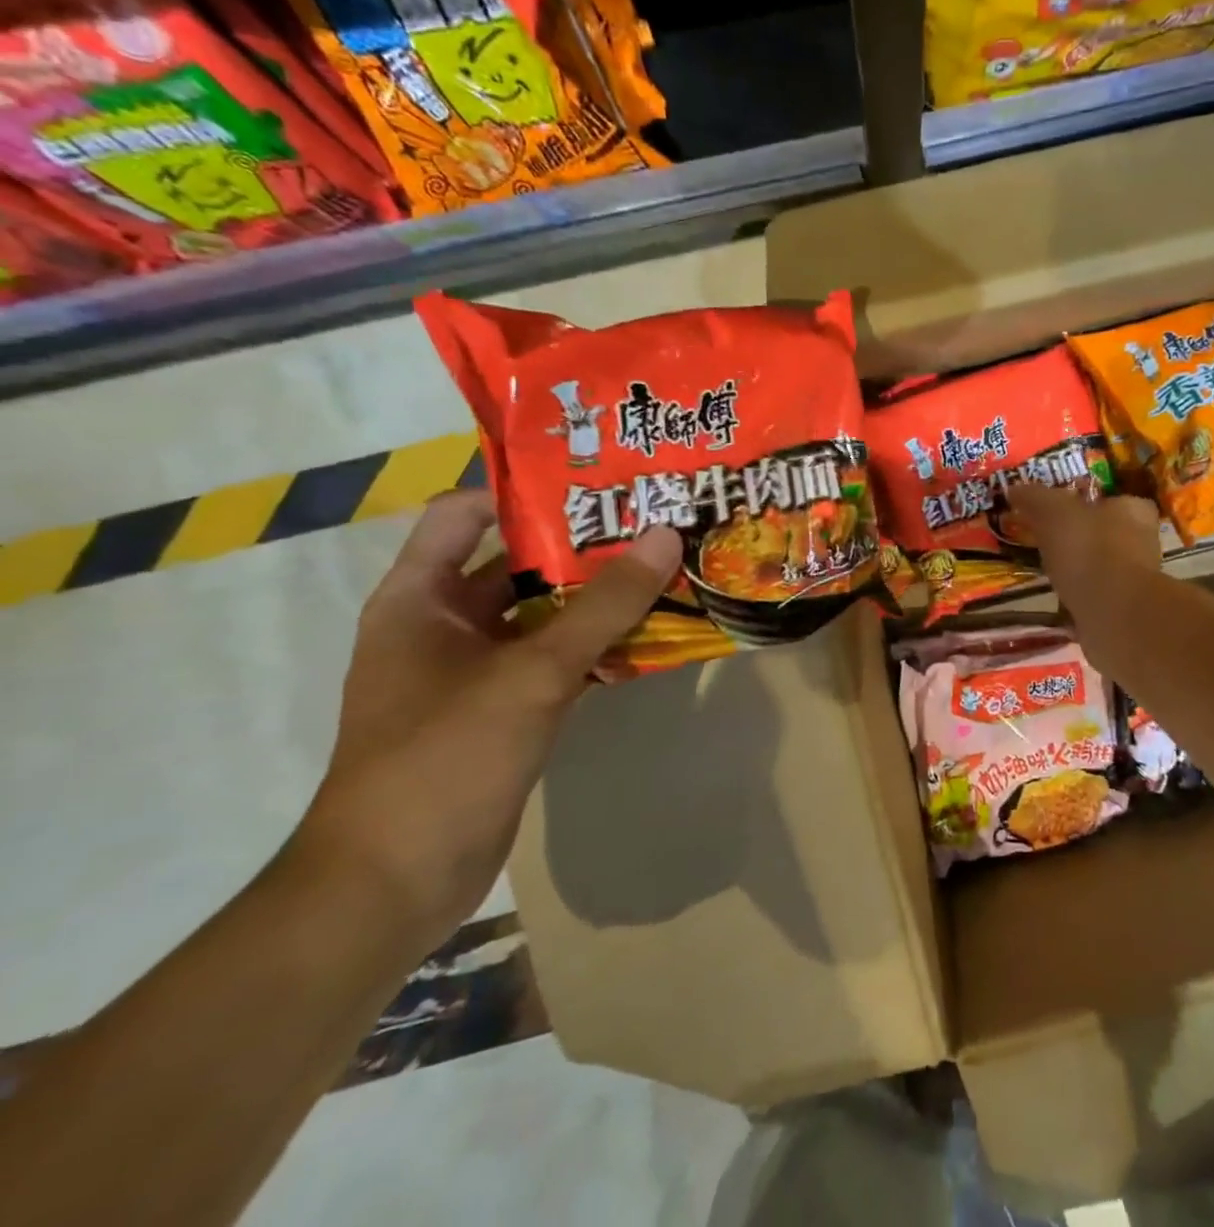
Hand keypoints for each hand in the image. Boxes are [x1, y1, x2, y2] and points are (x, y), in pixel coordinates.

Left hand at [294, 490, 680, 943]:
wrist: (394, 883)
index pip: (465, 513)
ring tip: (665, 568)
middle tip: (653, 522)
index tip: (597, 484)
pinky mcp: (503, 710)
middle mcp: (444, 625)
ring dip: (597, 597)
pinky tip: (650, 635)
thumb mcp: (531, 672)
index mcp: (420, 598)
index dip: (524, 492)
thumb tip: (665, 534)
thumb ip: (604, 604)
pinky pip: (555, 660)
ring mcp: (474, 671)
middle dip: (582, 545)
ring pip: (543, 615)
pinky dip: (596, 646)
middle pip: (517, 563)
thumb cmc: (445, 757)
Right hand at [1007, 485, 1160, 614]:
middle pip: (1108, 533)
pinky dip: (1079, 598)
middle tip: (1047, 541)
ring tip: (1047, 572)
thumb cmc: (1089, 549)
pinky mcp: (1125, 610)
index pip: (1114, 499)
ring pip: (1102, 567)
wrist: (1114, 613)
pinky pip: (1096, 597)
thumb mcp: (1053, 511)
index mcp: (1134, 510)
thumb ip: (1034, 497)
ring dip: (1079, 570)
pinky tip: (1057, 601)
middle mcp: (1143, 542)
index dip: (1087, 503)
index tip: (1059, 511)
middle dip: (1080, 538)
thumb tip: (1014, 488)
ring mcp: (1136, 580)